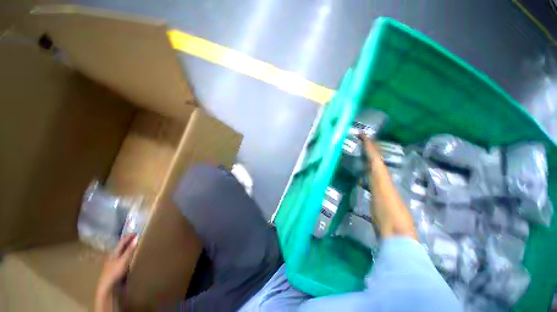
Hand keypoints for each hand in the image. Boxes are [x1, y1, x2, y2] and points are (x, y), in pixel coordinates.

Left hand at [97, 234, 137, 295]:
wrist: (107, 287)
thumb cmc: (115, 272)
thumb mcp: (124, 260)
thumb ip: (130, 250)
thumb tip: (136, 238)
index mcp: (114, 253)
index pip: (122, 242)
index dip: (128, 237)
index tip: (136, 232)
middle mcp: (113, 257)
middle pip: (121, 248)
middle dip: (128, 243)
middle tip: (137, 238)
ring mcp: (114, 264)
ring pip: (122, 254)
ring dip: (128, 250)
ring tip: (135, 247)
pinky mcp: (116, 270)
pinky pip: (123, 260)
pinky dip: (128, 257)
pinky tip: (131, 259)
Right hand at [357, 133, 416, 239]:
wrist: (396, 235)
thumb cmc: (388, 217)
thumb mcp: (382, 200)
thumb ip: (377, 188)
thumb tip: (372, 177)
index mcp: (382, 178)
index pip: (375, 158)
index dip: (369, 146)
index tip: (363, 134)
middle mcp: (383, 179)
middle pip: (376, 160)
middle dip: (369, 148)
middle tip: (361, 138)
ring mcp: (382, 186)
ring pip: (375, 166)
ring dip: (369, 156)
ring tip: (361, 149)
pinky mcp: (380, 194)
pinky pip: (375, 175)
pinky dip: (370, 167)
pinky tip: (366, 168)